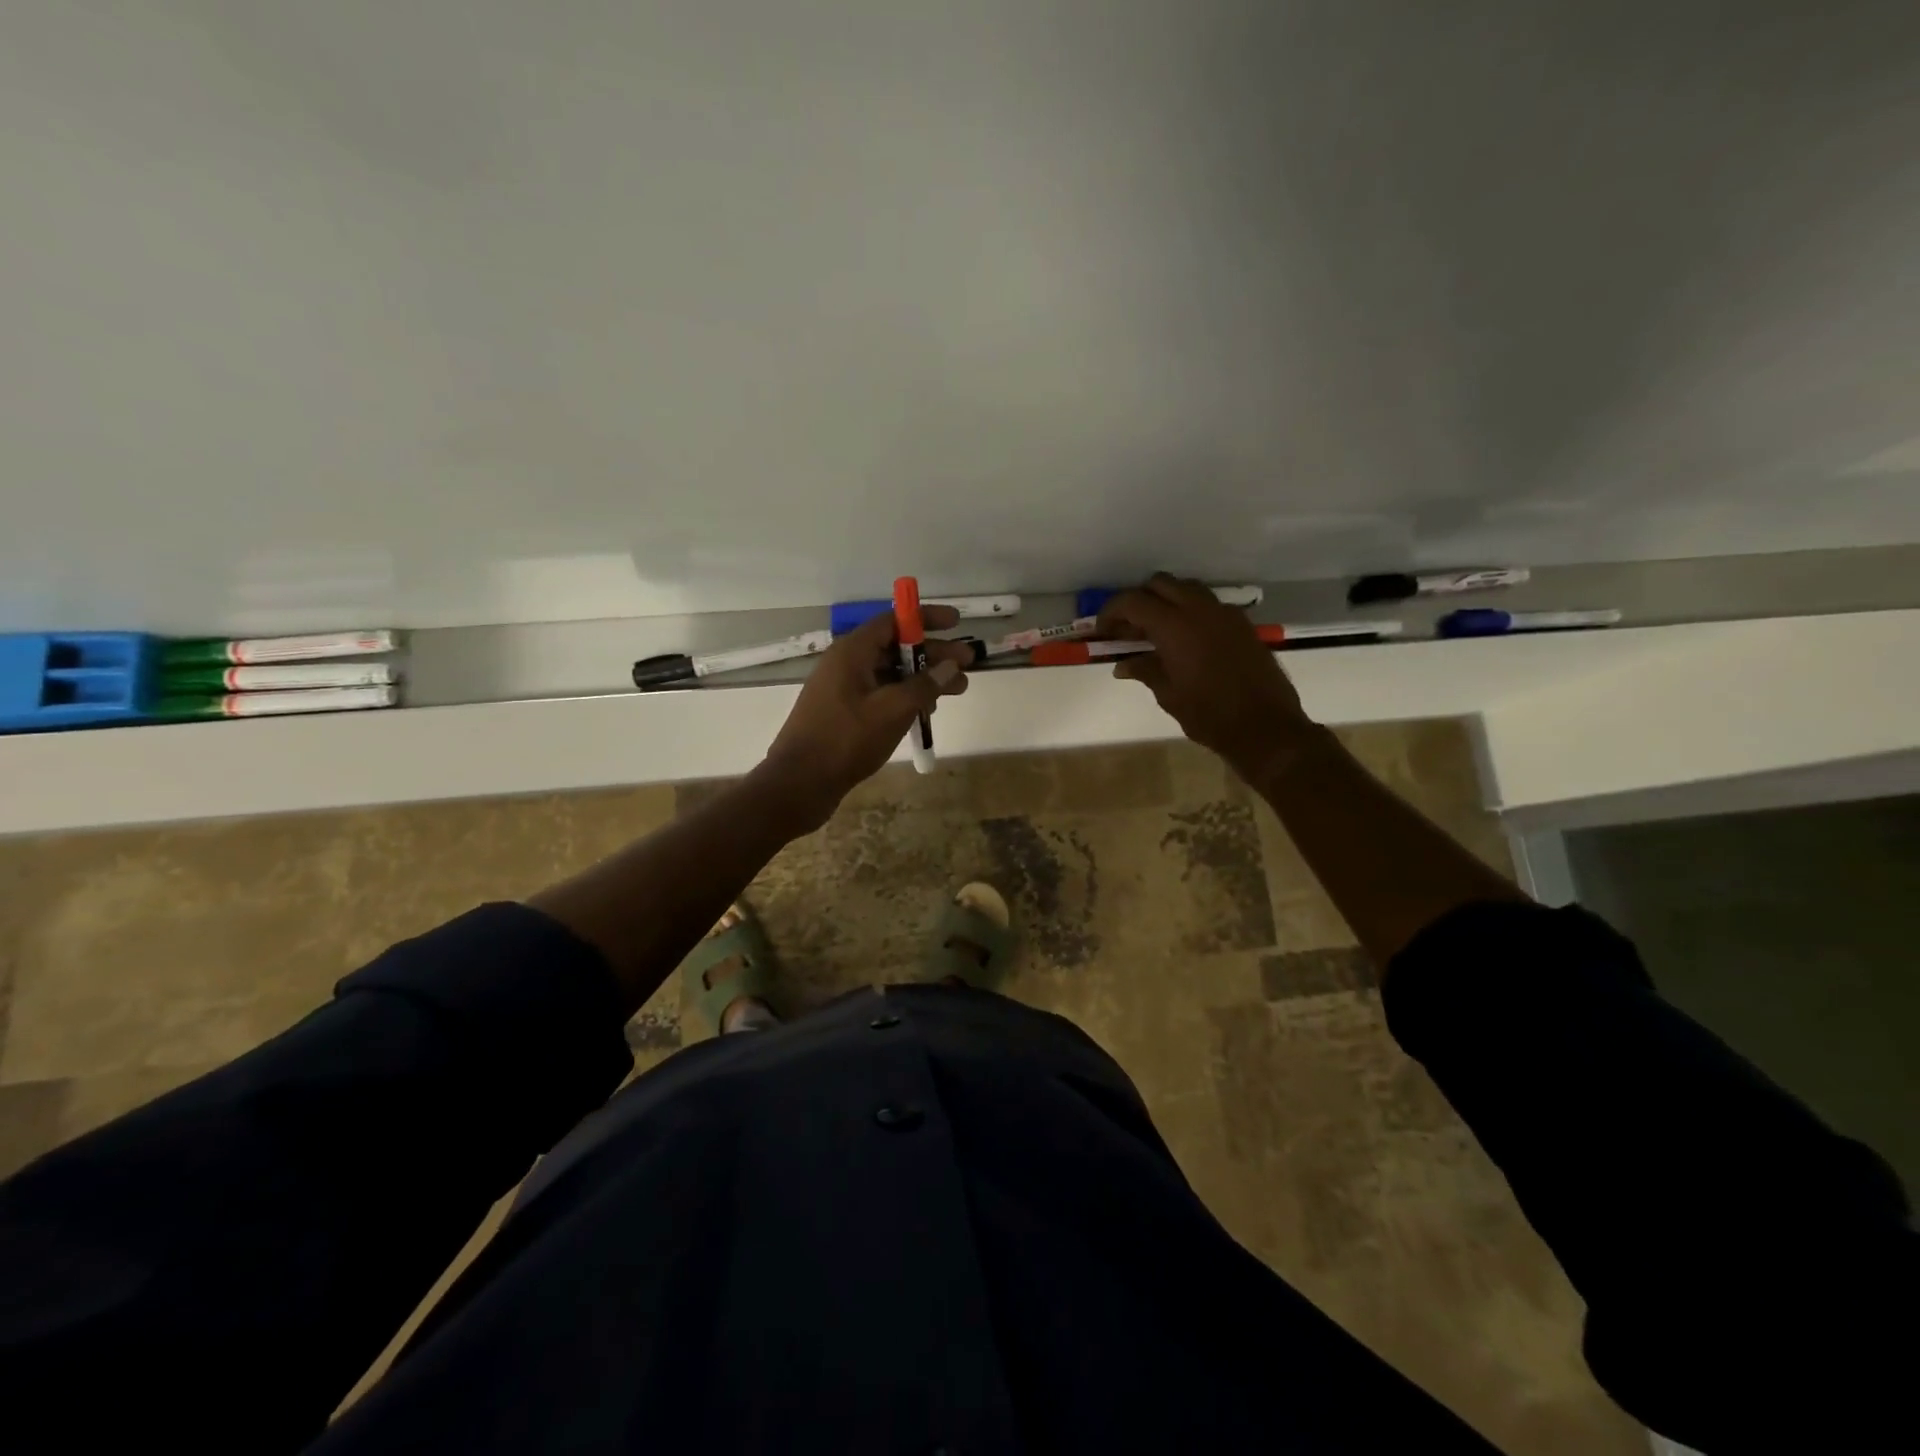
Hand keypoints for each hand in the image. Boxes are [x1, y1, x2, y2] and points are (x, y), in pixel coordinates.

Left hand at [757, 605, 971, 831]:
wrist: (800, 783)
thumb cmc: (846, 740)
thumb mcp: (893, 710)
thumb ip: (925, 685)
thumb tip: (951, 666)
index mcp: (852, 652)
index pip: (894, 621)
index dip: (926, 619)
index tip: (956, 622)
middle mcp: (846, 663)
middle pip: (896, 647)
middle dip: (933, 654)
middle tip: (968, 662)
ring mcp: (843, 689)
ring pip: (890, 673)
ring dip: (923, 679)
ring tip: (958, 690)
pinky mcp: (844, 712)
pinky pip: (880, 693)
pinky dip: (905, 697)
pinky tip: (927, 712)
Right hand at [1097, 574, 1315, 778]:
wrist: (1266, 727)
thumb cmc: (1209, 715)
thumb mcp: (1169, 695)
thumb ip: (1145, 671)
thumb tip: (1123, 665)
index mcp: (1175, 626)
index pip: (1133, 602)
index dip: (1112, 612)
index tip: (1103, 630)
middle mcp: (1199, 609)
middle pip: (1160, 584)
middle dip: (1138, 600)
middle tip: (1128, 629)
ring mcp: (1224, 613)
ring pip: (1186, 588)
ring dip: (1165, 601)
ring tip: (1155, 632)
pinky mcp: (1241, 624)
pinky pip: (1208, 604)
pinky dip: (1189, 611)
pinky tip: (1185, 641)